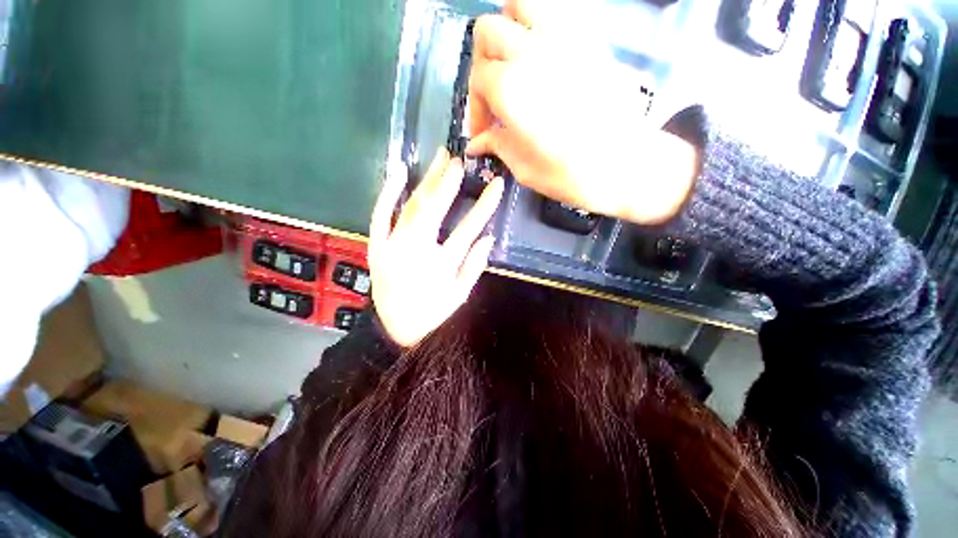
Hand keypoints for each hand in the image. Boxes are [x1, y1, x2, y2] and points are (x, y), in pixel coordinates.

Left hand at [369, 149, 504, 346]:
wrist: (394, 328)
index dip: (484, 206)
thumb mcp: (459, 295)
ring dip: (426, 180)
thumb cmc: (431, 313)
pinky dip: (388, 192)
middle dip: (448, 183)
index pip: (468, 229)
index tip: (496, 185)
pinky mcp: (376, 245)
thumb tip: (488, 237)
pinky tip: (398, 171)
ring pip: (411, 205)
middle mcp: (415, 250)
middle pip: (434, 209)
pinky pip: (381, 214)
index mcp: (440, 264)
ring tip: (439, 158)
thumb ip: (474, 266)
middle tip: (460, 161)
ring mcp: (392, 245)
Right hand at [467, 0, 697, 224]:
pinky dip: (539, 25)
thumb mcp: (523, 167)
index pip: (477, 80)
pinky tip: (543, 55)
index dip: (476, 109)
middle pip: (488, 31)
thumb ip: (496, 145)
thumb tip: (476, 143)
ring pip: (520, 4)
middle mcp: (529, 51)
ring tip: (513, 60)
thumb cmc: (568, 173)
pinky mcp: (588, 37)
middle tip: (493, 94)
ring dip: (508, 27)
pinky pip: (555, 11)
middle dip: (482, 64)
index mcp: (509, 87)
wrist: (624, 164)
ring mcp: (562, 37)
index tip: (483, 133)